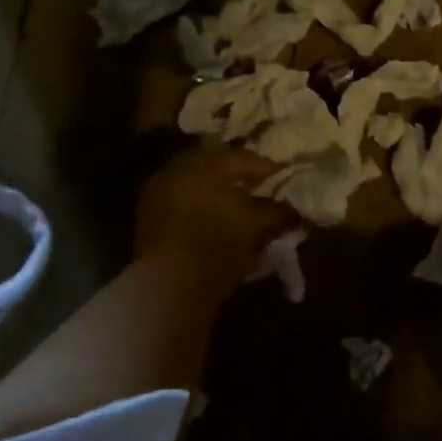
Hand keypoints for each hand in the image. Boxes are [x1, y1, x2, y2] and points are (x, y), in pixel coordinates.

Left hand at [134, 145, 297, 297]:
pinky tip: (213, 220)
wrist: (170, 283)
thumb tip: (294, 207)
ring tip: (237, 206)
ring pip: (195, 182)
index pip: (243, 157)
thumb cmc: (219, 244)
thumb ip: (278, 211)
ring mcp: (158, 191)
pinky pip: (180, 199)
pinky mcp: (147, 215)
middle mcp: (178, 169)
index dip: (267, 168)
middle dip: (238, 175)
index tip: (283, 178)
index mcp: (206, 164)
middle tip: (259, 187)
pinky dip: (198, 204)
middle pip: (215, 165)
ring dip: (216, 189)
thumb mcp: (256, 225)